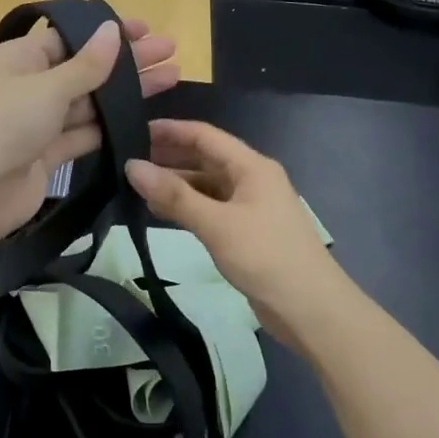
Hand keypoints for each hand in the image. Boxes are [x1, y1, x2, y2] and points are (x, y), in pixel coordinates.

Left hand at [0, 17, 179, 250]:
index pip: (70, 38)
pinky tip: (144, 119)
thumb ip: (87, 65)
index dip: (108, 34)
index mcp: (19, 58)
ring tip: (170, 79)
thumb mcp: (47, 88)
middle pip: (84, 69)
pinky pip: (84, 134)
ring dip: (125, 94)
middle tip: (170, 52)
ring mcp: (38, 123)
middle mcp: (28, 86)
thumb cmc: (3, 125)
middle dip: (126, 62)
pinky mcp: (47, 155)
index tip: (145, 29)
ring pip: (88, 103)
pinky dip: (111, 128)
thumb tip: (113, 30)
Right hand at [125, 120, 346, 352]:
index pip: (205, 135)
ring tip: (136, 186)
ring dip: (176, 184)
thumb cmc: (265, 257)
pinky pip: (211, 209)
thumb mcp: (216, 224)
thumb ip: (174, 196)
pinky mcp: (247, 232)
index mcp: (252, 167)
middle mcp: (252, 180)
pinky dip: (187, 207)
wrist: (311, 309)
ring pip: (206, 185)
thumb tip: (132, 166)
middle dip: (169, 156)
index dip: (170, 130)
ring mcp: (251, 207)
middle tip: (128, 158)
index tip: (133, 129)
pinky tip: (160, 212)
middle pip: (206, 158)